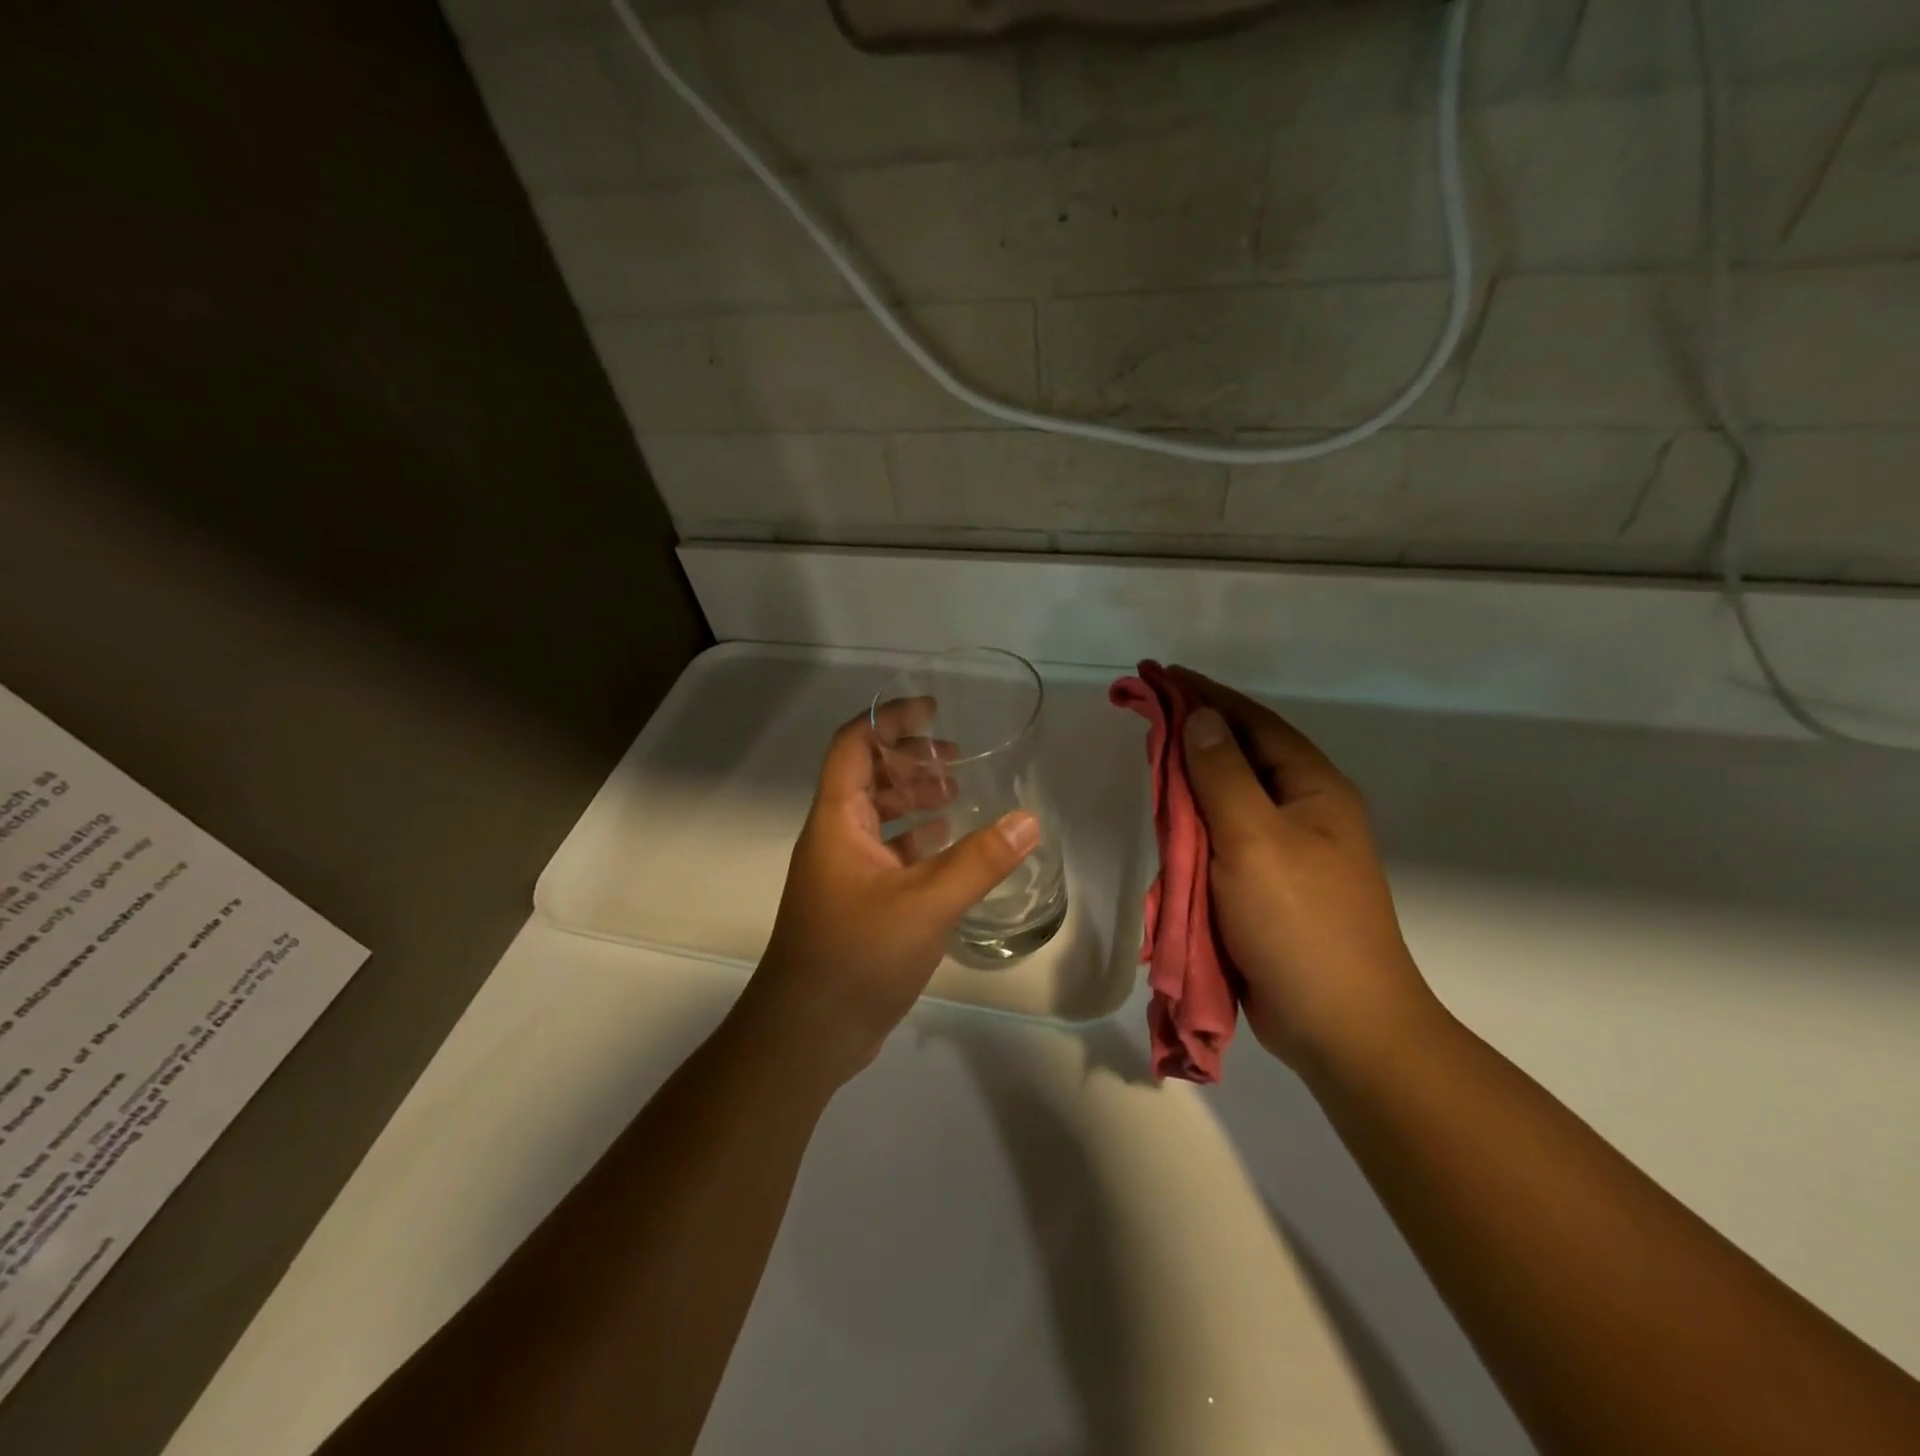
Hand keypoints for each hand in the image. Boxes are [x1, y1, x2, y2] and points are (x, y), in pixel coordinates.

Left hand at [740, 707, 1040, 1090]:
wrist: (806, 1033)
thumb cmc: (857, 955)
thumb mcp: (926, 904)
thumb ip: (979, 861)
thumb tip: (1028, 820)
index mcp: (838, 821)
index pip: (853, 745)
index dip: (889, 719)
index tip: (933, 711)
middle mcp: (835, 838)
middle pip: (868, 777)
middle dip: (910, 760)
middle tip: (957, 759)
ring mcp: (843, 873)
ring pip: (878, 818)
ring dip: (914, 800)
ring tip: (959, 798)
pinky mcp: (855, 903)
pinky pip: (887, 854)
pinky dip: (916, 842)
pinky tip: (950, 851)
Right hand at [1167, 666, 1438, 1070]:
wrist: (1341, 1026)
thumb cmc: (1300, 923)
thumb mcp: (1255, 840)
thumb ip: (1222, 775)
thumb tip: (1198, 718)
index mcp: (1313, 789)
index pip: (1251, 722)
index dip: (1202, 694)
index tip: (1157, 673)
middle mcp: (1303, 810)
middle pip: (1239, 754)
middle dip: (1191, 729)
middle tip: (1143, 710)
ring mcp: (1286, 850)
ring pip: (1228, 798)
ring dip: (1190, 776)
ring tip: (1150, 754)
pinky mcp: (1266, 885)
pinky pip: (1222, 838)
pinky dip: (1193, 822)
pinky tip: (1167, 816)